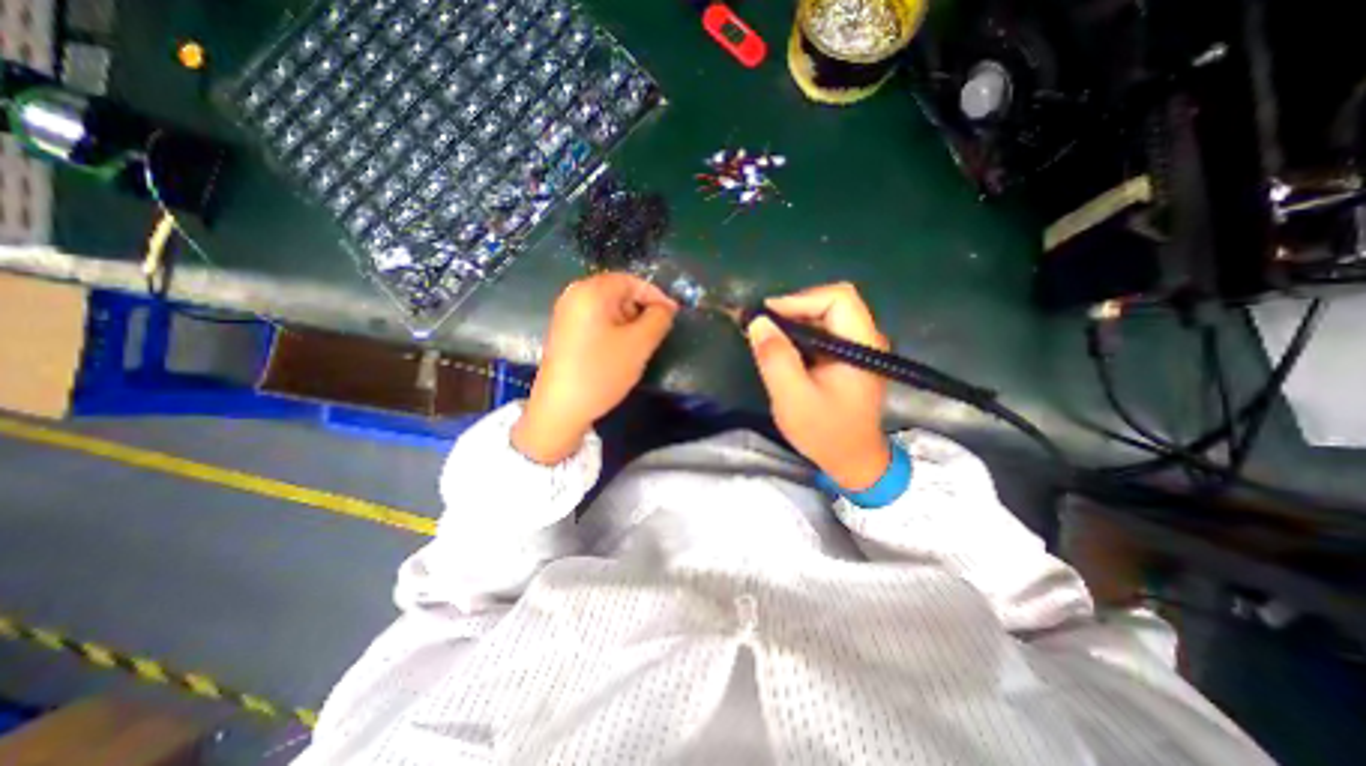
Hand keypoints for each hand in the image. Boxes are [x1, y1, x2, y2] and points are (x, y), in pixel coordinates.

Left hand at [512, 272, 676, 462]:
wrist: (561, 408)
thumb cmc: (602, 372)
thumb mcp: (639, 344)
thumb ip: (659, 319)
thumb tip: (665, 308)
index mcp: (591, 291)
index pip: (631, 281)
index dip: (656, 295)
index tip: (673, 315)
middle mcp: (574, 295)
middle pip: (618, 292)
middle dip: (641, 309)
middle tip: (657, 331)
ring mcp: (566, 314)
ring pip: (608, 308)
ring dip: (629, 321)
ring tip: (641, 344)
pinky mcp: (564, 331)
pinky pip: (596, 320)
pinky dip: (614, 329)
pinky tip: (620, 350)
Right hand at [744, 281, 892, 489]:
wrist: (852, 461)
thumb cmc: (825, 432)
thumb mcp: (793, 397)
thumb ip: (775, 357)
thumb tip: (758, 321)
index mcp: (862, 344)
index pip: (837, 298)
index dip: (800, 299)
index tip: (767, 316)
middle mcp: (866, 338)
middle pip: (831, 303)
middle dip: (793, 310)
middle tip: (763, 327)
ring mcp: (859, 348)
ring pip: (825, 316)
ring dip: (794, 323)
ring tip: (767, 338)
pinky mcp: (849, 357)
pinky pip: (824, 332)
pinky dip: (800, 335)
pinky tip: (783, 350)